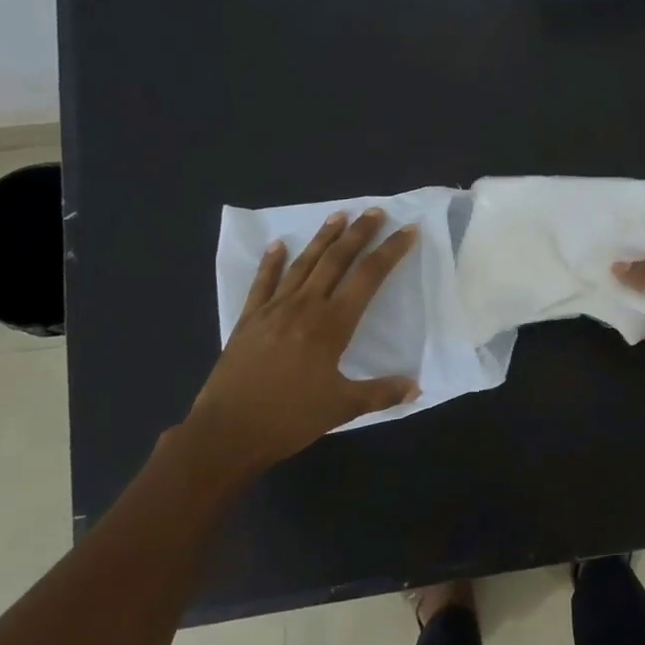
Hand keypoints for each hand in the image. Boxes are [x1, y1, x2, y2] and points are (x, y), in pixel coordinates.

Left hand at [176, 208, 419, 473]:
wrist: (227, 432)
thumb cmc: (289, 419)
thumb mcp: (342, 408)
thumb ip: (381, 394)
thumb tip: (416, 387)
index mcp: (332, 325)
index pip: (368, 277)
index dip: (390, 252)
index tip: (407, 231)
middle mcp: (305, 307)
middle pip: (336, 260)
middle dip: (359, 234)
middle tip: (375, 211)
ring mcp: (273, 309)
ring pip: (303, 264)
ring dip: (322, 238)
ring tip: (339, 216)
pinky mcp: (249, 319)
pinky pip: (263, 283)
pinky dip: (271, 262)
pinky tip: (278, 244)